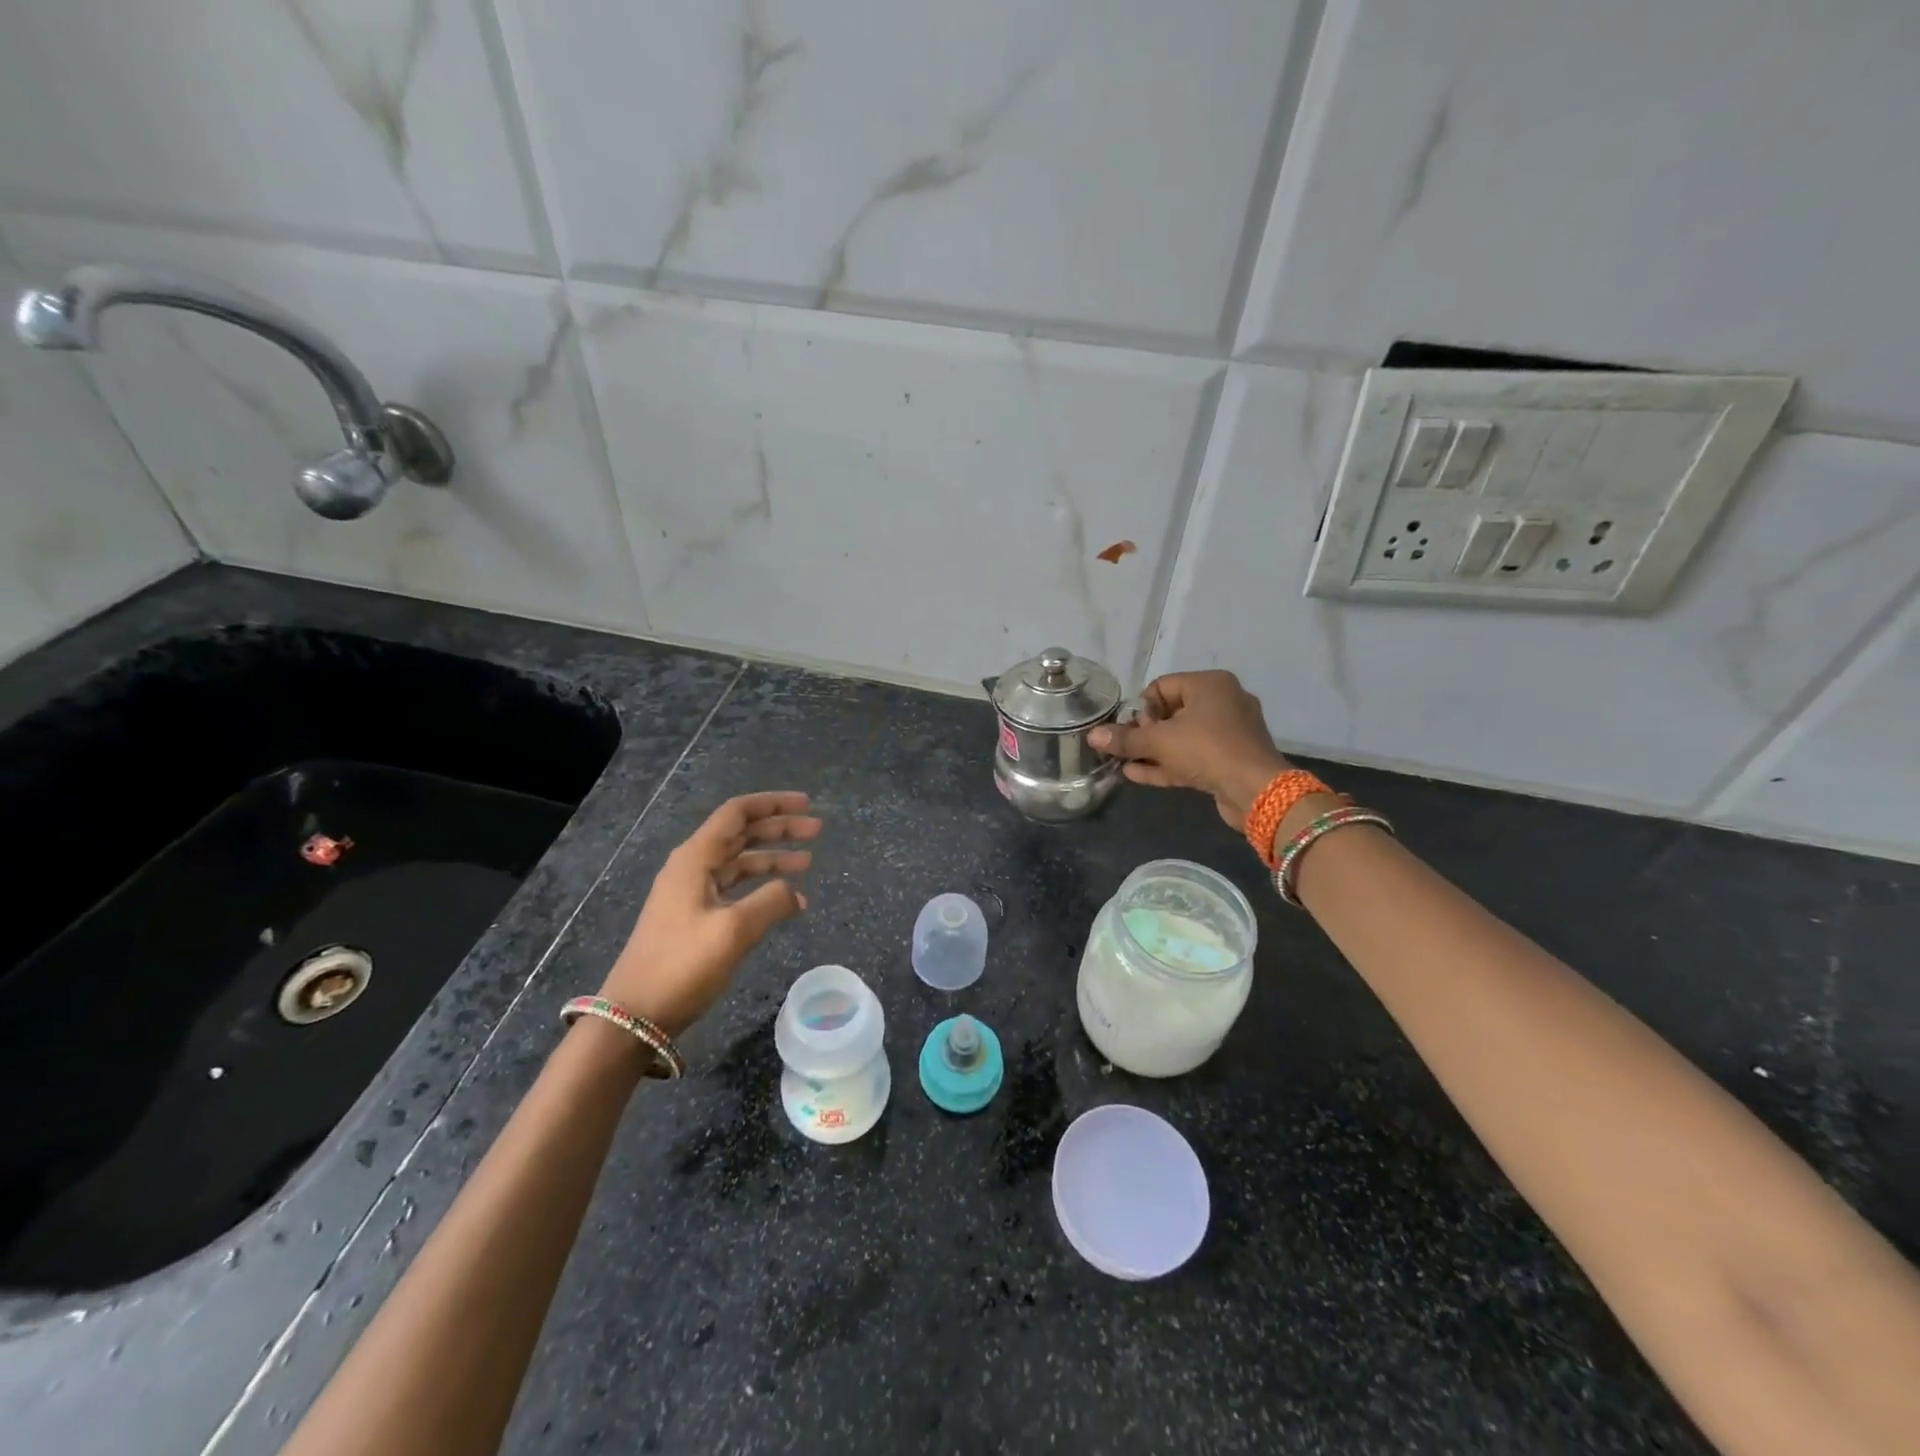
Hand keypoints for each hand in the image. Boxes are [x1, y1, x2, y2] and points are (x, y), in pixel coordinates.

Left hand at [599, 792, 820, 1034]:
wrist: (635, 1014)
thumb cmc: (682, 965)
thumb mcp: (733, 930)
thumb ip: (771, 902)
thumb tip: (796, 893)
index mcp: (695, 858)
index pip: (737, 813)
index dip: (773, 804)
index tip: (807, 804)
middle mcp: (692, 867)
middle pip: (740, 833)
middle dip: (779, 828)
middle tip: (817, 831)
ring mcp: (691, 892)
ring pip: (739, 860)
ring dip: (773, 857)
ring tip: (808, 862)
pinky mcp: (693, 916)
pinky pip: (733, 886)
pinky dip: (760, 885)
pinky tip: (784, 898)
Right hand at [1089, 670, 1289, 828]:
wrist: (1257, 790)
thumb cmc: (1207, 750)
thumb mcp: (1160, 742)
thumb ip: (1125, 739)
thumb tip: (1093, 736)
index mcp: (1210, 684)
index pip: (1162, 686)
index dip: (1141, 708)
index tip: (1131, 730)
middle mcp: (1223, 702)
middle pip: (1171, 712)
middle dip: (1144, 732)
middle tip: (1127, 748)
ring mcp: (1229, 733)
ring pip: (1181, 738)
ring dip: (1152, 751)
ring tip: (1123, 763)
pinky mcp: (1229, 760)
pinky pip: (1192, 756)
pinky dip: (1167, 764)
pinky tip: (1137, 775)